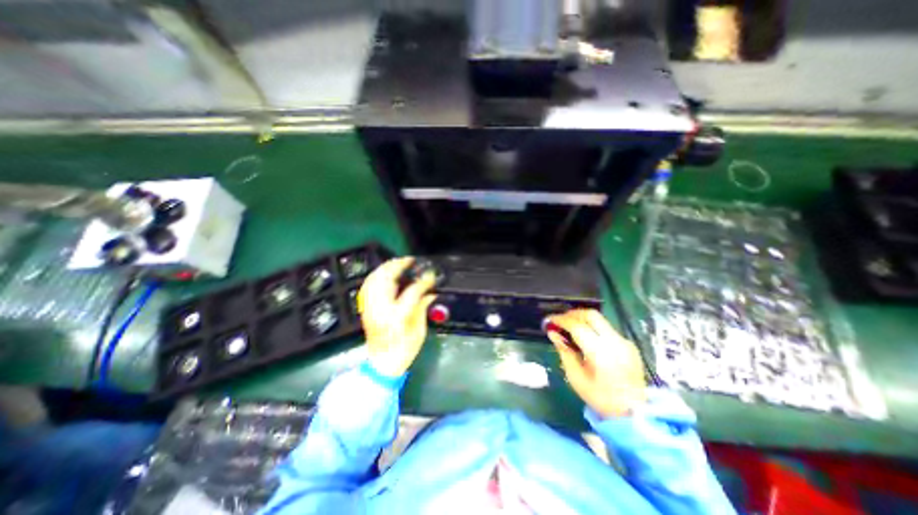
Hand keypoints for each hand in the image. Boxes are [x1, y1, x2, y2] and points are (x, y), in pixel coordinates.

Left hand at [356, 258, 435, 378]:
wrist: (383, 364)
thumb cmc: (405, 350)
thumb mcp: (419, 330)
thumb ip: (423, 308)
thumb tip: (430, 292)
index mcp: (397, 316)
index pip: (412, 291)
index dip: (424, 281)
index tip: (431, 276)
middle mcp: (381, 309)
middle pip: (386, 279)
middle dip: (398, 265)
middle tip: (409, 260)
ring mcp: (370, 308)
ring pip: (374, 279)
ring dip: (385, 268)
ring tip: (398, 263)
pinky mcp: (366, 309)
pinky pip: (368, 286)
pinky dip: (376, 276)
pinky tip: (385, 273)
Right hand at [548, 311, 647, 417]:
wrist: (633, 413)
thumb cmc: (599, 397)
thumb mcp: (575, 377)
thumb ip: (564, 351)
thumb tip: (552, 332)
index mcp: (600, 353)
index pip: (577, 326)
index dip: (561, 320)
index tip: (549, 320)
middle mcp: (614, 342)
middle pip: (591, 315)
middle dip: (572, 314)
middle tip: (560, 320)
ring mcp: (624, 341)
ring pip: (600, 319)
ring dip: (582, 319)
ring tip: (569, 326)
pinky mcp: (628, 344)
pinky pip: (607, 328)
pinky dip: (592, 327)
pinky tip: (585, 337)